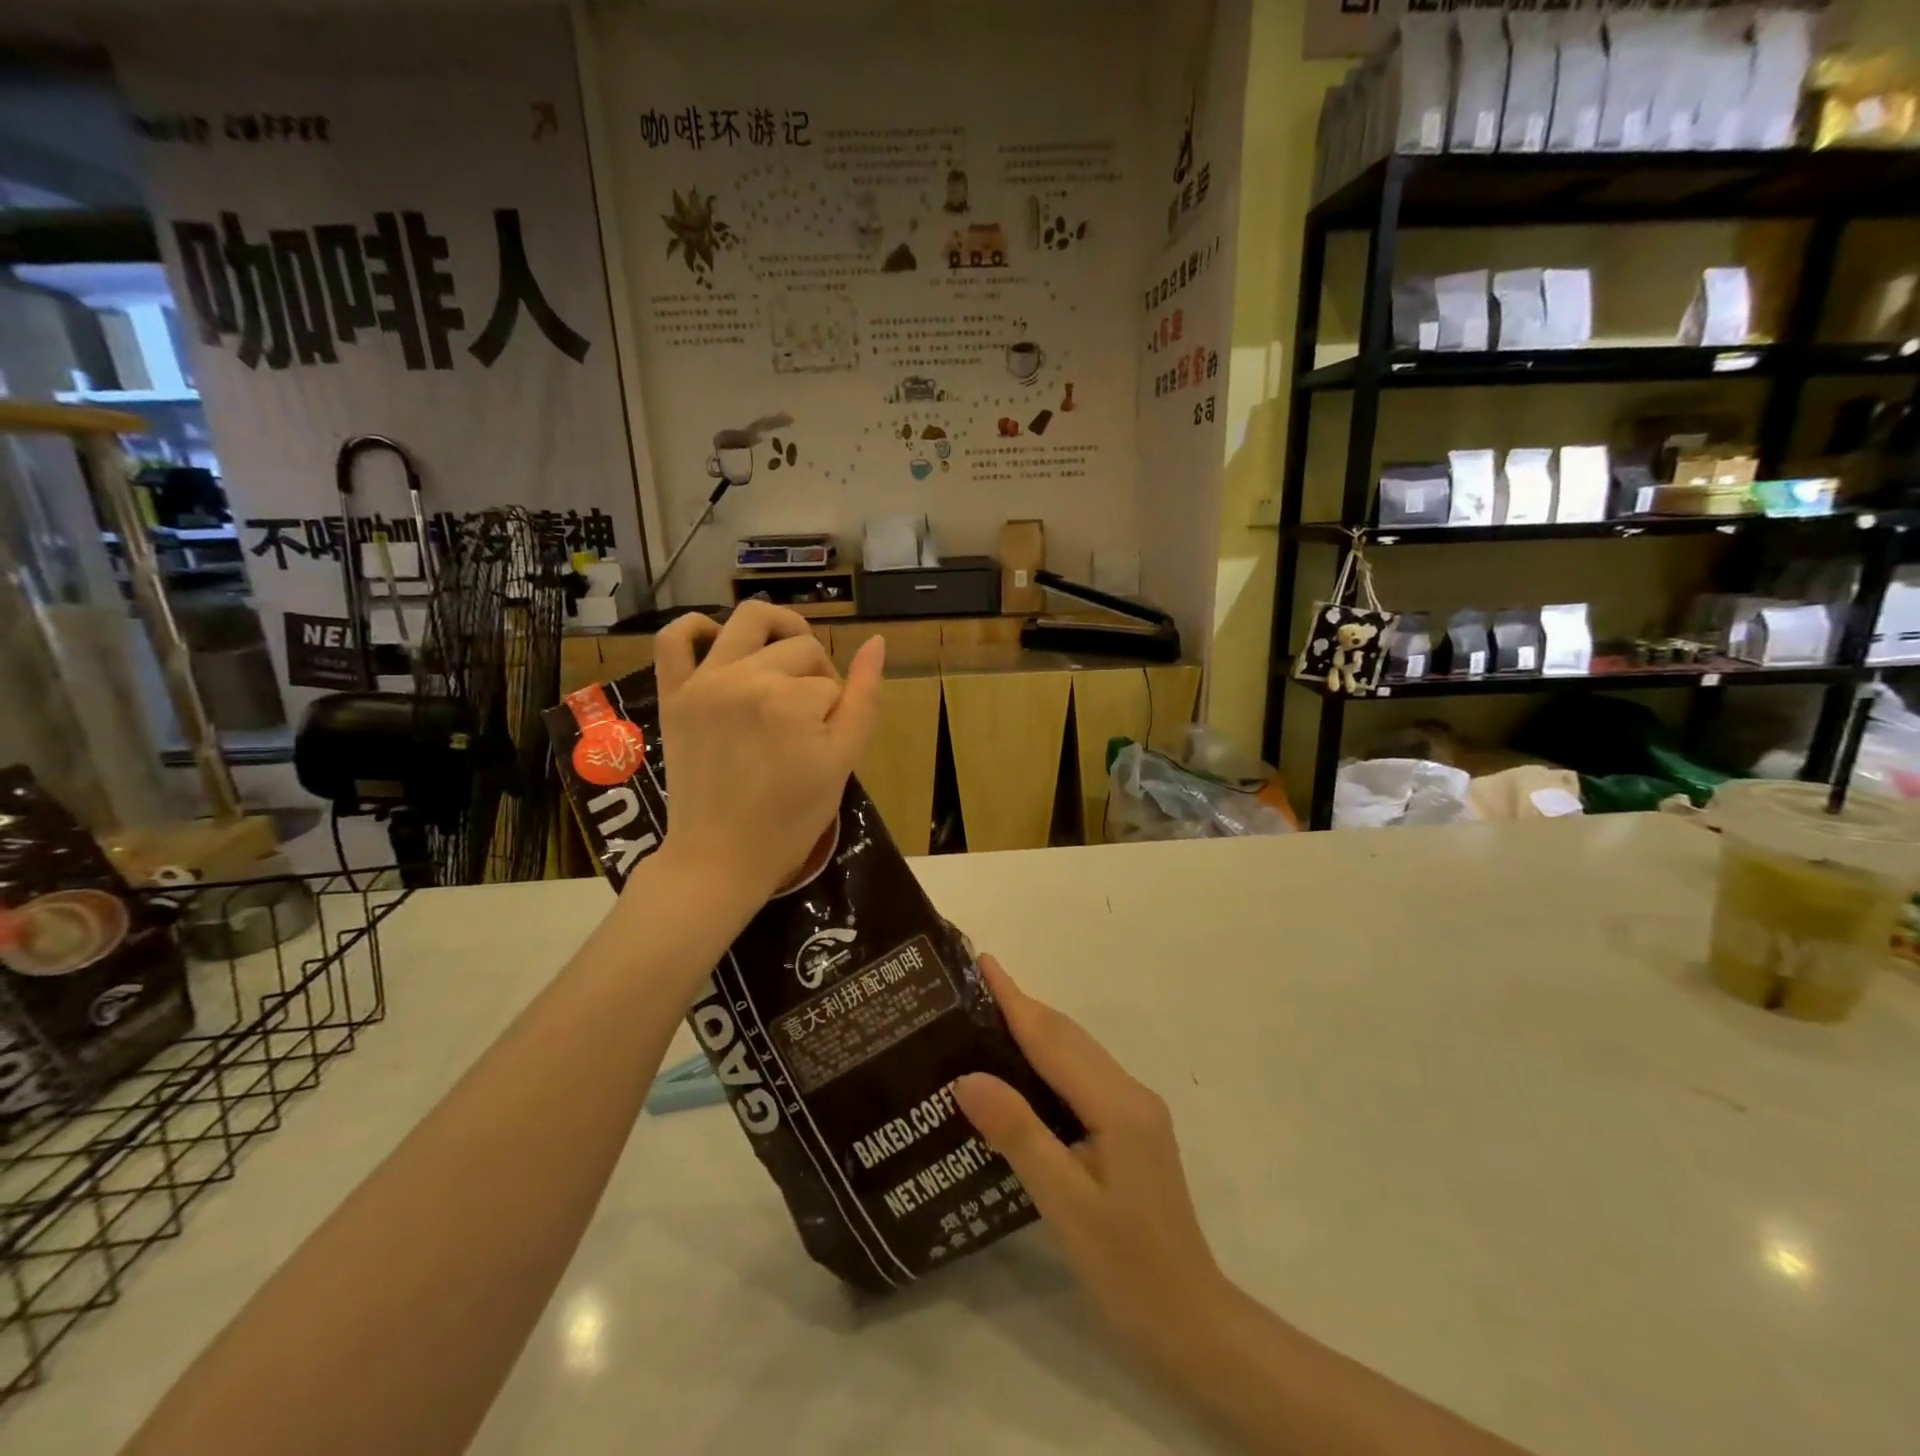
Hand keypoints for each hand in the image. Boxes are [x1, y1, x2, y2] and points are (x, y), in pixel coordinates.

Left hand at [652, 602, 883, 907]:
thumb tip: (876, 644)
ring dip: (778, 629)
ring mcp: (704, 682)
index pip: (832, 682)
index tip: (827, 742)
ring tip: (786, 660)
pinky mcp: (674, 694)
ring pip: (749, 621)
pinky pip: (675, 637)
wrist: (720, 857)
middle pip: (800, 648)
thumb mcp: (842, 763)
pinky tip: (720, 642)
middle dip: (816, 675)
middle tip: (811, 718)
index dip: (838, 710)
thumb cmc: (790, 819)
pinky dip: (696, 626)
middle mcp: (745, 678)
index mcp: (791, 700)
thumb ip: (864, 700)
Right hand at [954, 957, 1225, 1366]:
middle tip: (974, 986)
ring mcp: (1136, 1111)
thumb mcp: (1064, 1203)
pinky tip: (1024, 1070)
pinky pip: (1084, 1076)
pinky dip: (1050, 1059)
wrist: (1191, 1323)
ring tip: (989, 1016)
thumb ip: (1018, 1133)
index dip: (1015, 999)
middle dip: (1023, 1006)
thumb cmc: (1126, 1268)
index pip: (1053, 1039)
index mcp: (1117, 1104)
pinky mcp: (1132, 1130)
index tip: (984, 962)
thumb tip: (967, 1076)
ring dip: (1036, 1029)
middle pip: (1068, 1037)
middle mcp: (1130, 1093)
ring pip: (1078, 1054)